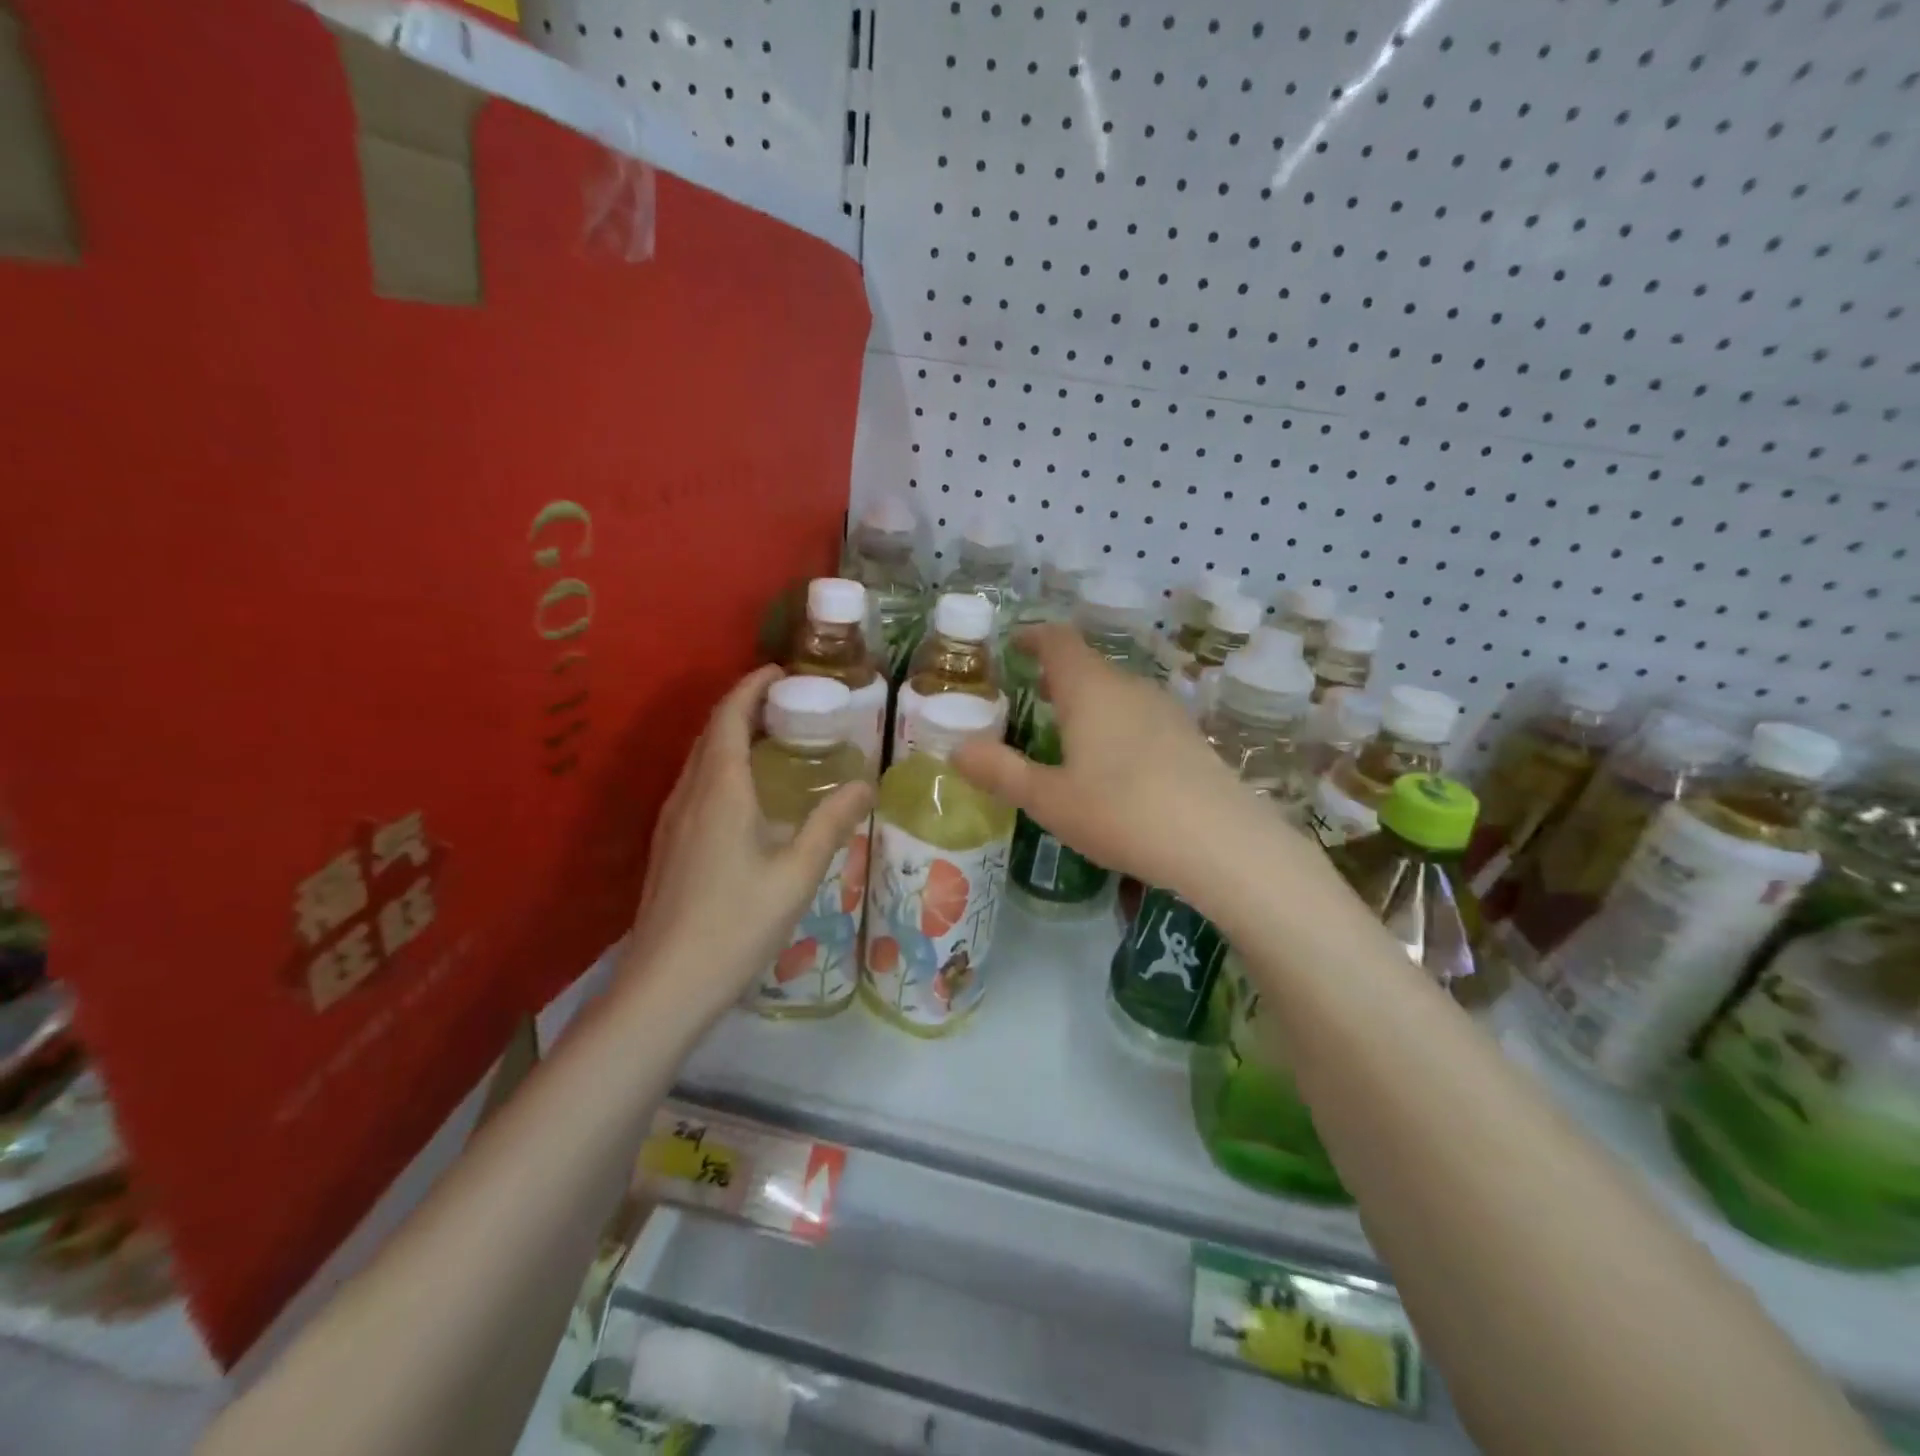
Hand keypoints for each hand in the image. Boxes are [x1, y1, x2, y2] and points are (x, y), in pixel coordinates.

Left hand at [623, 665, 872, 1015]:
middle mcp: (689, 796)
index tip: (779, 670)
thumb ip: (830, 824)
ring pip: (698, 760)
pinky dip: (720, 766)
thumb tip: (864, 783)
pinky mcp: (667, 846)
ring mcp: (671, 822)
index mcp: (720, 792)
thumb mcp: (796, 874)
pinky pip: (694, 786)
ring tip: (770, 738)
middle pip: (710, 733)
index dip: (750, 687)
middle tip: (785, 702)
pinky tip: (744, 794)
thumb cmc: (736, 925)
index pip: (728, 718)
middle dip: (742, 706)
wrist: (665, 986)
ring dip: (729, 736)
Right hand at [953, 624, 1250, 898]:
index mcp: (1090, 690)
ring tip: (1068, 734)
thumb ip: (1001, 772)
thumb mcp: (1049, 799)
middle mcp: (1130, 688)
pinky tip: (1115, 765)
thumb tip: (956, 750)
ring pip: (1117, 693)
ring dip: (1090, 703)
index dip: (1034, 637)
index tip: (1015, 645)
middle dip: (1058, 676)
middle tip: (1032, 698)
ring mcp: (1166, 711)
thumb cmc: (1121, 813)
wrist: (1220, 843)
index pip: (1058, 641)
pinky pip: (1141, 717)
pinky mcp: (1189, 738)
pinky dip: (1117, 725)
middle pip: (1089, 666)